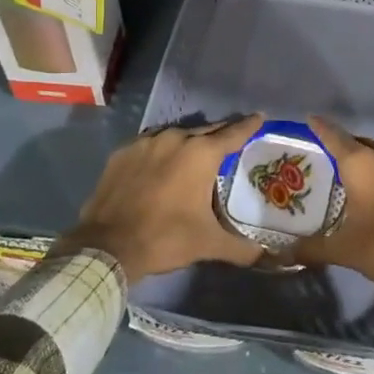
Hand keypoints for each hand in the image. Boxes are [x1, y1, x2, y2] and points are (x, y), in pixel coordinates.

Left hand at [53, 115, 266, 282]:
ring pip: (175, 136)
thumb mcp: (208, 244)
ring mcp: (145, 143)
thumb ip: (241, 248)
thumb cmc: (165, 238)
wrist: (106, 246)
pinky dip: (160, 152)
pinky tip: (161, 166)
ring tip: (195, 156)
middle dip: (219, 135)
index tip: (259, 117)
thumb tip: (266, 257)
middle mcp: (175, 138)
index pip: (233, 134)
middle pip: (205, 131)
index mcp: (201, 154)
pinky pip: (150, 145)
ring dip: (188, 143)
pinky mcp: (122, 153)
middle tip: (230, 141)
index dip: (249, 126)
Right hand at [286, 118, 373, 300]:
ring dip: (364, 163)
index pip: (333, 135)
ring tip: (349, 181)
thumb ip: (312, 248)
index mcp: (363, 163)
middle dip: (340, 151)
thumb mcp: (347, 251)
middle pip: (356, 144)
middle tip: (323, 165)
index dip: (318, 127)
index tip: (307, 121)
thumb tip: (286, 252)